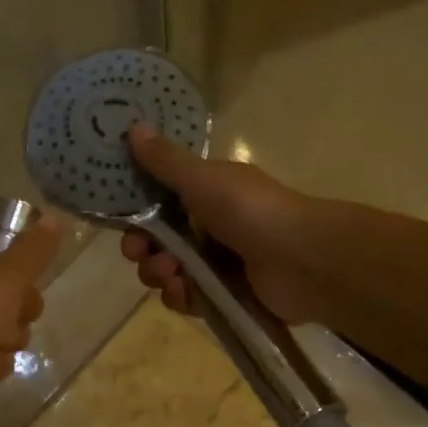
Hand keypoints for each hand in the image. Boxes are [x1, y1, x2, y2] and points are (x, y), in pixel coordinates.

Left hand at [0, 215, 61, 426]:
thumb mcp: (6, 278)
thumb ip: (34, 250)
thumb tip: (54, 217)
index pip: (3, 235)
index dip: (23, 257)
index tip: (30, 275)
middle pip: (9, 284)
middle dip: (20, 309)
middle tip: (10, 317)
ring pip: (1, 321)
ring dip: (6, 340)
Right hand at [120, 124, 319, 321]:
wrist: (302, 259)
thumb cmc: (251, 210)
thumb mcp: (204, 179)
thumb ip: (166, 161)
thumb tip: (134, 128)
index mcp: (207, 193)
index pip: (159, 205)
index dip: (137, 215)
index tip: (125, 223)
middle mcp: (210, 227)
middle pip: (159, 242)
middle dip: (144, 250)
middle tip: (142, 254)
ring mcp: (219, 263)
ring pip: (170, 272)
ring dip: (159, 274)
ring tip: (171, 275)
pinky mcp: (226, 296)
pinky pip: (190, 298)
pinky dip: (181, 297)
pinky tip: (182, 293)